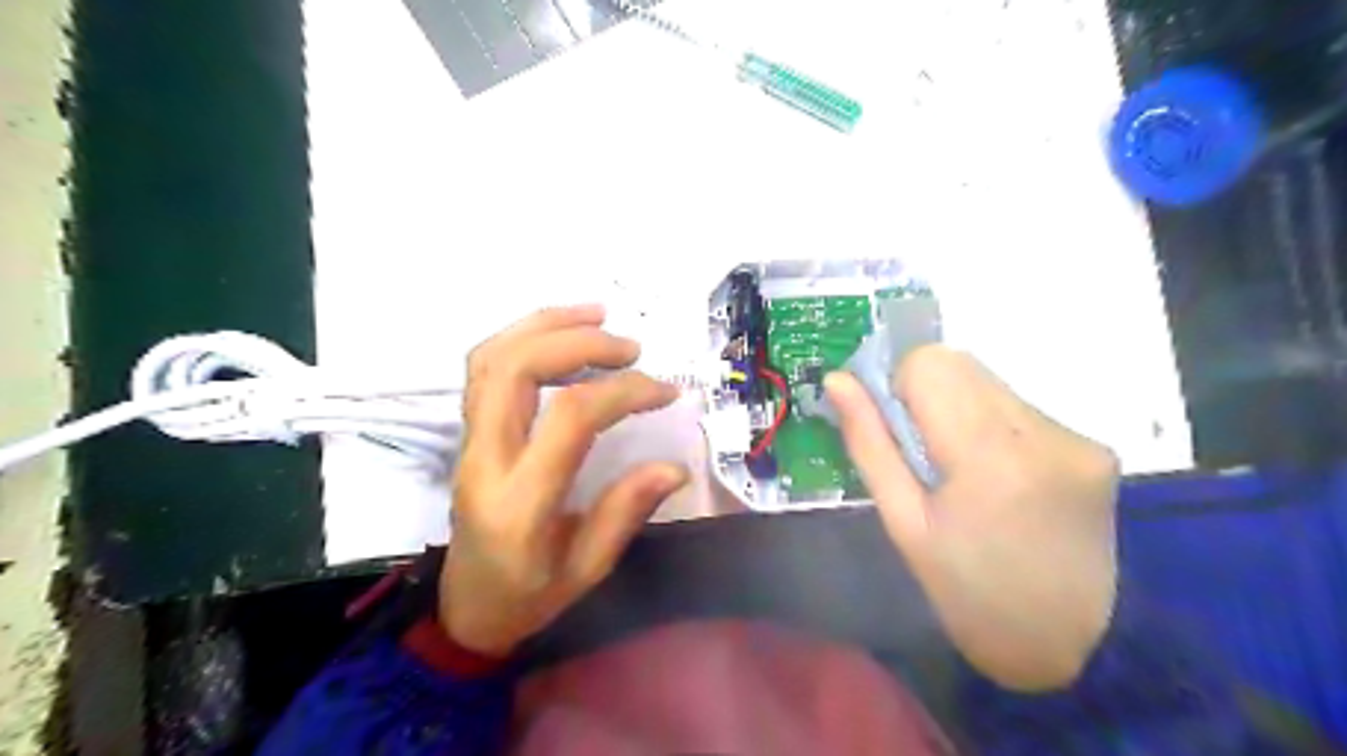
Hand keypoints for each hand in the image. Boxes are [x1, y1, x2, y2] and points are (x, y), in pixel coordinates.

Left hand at [443, 304, 688, 658]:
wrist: (465, 609)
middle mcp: (486, 459)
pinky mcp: (468, 433)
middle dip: (580, 342)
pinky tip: (561, 334)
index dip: (623, 392)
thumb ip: (626, 512)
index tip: (665, 393)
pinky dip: (523, 337)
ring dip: (547, 325)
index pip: (570, 419)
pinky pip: (485, 367)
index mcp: (520, 503)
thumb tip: (675, 466)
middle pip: (517, 368)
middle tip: (631, 347)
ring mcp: (468, 441)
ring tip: (599, 316)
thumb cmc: (529, 597)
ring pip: (492, 357)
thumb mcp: (587, 570)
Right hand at [827, 345, 1122, 691]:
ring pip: (990, 381)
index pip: (929, 364)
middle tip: (925, 453)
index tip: (898, 432)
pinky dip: (995, 426)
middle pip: (961, 363)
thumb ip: (869, 443)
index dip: (899, 387)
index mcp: (988, 456)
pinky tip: (1000, 477)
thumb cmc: (967, 591)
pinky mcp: (1096, 445)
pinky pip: (1021, 407)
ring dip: (961, 409)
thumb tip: (837, 381)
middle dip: (928, 394)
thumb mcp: (903, 523)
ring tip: (965, 470)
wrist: (1072, 645)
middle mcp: (1041, 431)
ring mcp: (1076, 436)